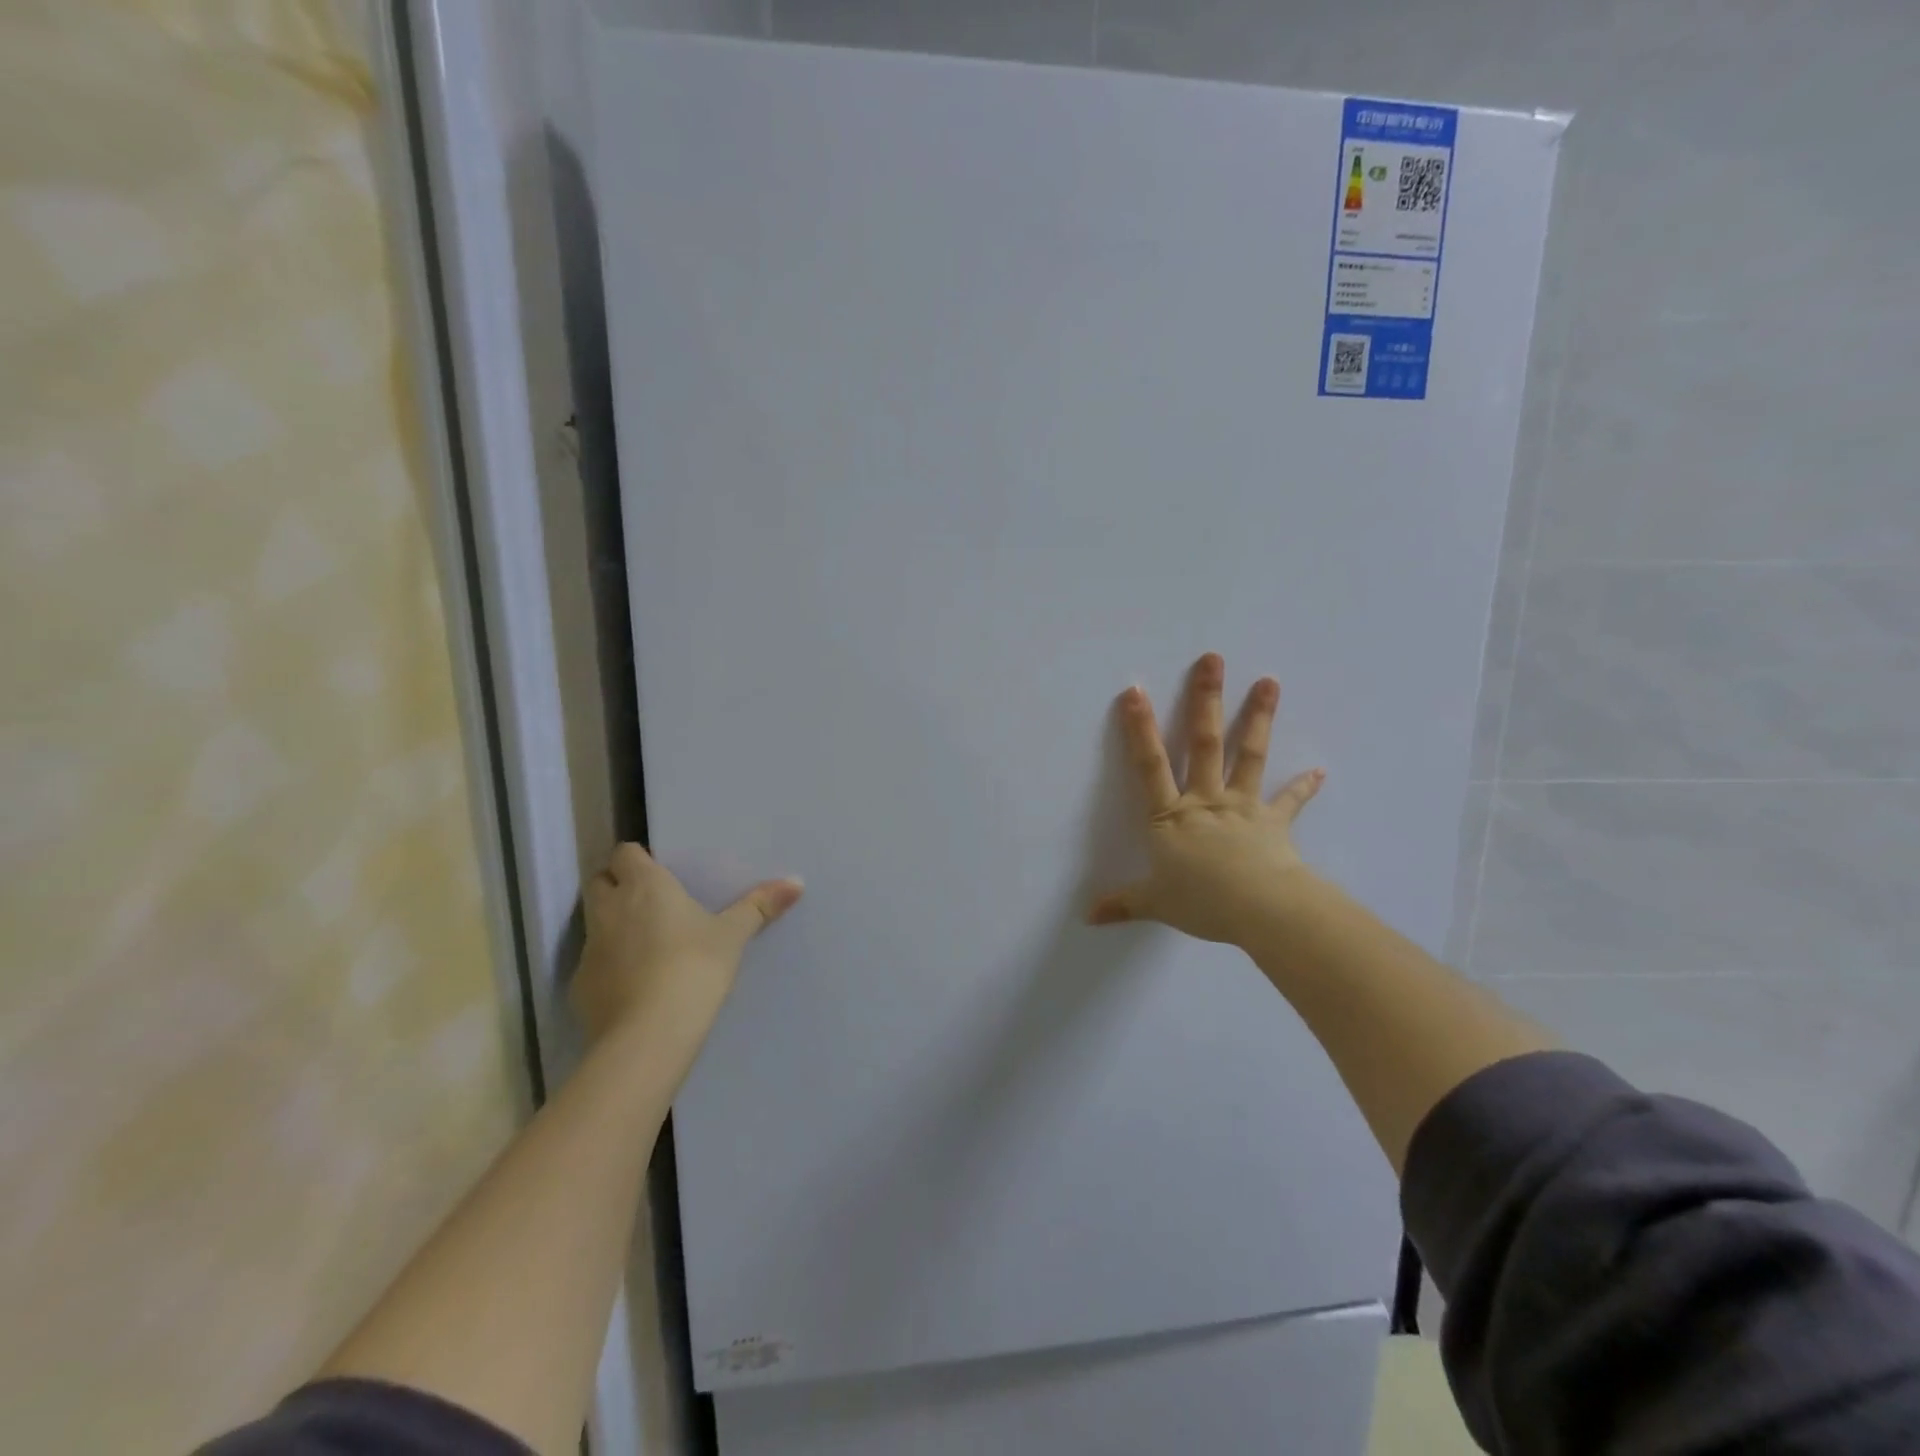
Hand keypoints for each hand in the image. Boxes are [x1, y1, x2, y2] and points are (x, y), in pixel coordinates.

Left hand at [571, 844, 802, 1055]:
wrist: (648, 1036)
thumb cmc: (694, 969)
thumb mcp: (732, 936)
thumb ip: (759, 906)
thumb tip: (796, 882)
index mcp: (645, 886)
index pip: (624, 853)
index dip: (638, 858)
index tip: (659, 870)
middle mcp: (610, 909)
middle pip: (599, 881)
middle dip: (616, 884)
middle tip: (650, 899)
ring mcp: (590, 948)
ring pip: (594, 922)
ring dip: (613, 924)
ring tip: (646, 942)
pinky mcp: (581, 985)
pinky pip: (594, 963)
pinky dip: (610, 965)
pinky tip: (635, 983)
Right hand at [1087, 653, 1323, 948]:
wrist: (1259, 909)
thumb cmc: (1202, 901)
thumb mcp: (1154, 903)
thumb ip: (1122, 904)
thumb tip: (1086, 917)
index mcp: (1171, 817)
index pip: (1149, 765)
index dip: (1139, 728)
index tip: (1135, 691)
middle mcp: (1205, 801)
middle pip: (1204, 743)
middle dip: (1205, 700)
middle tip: (1213, 660)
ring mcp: (1242, 807)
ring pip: (1248, 755)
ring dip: (1258, 717)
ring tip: (1269, 681)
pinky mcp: (1273, 823)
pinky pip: (1289, 802)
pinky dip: (1304, 787)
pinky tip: (1320, 771)